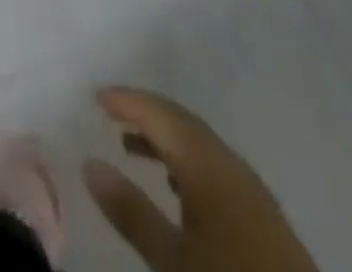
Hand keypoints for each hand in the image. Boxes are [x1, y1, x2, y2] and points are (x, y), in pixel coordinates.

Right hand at [83, 86, 319, 271]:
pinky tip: (174, 184)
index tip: (96, 96)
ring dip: (165, 137)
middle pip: (182, 122)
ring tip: (130, 145)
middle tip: (110, 111)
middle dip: (145, 112)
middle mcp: (230, 164)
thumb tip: (90, 164)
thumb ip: (131, 211)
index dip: (128, 101)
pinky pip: (214, 166)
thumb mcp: (173, 261)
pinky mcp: (262, 216)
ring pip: (199, 144)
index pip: (161, 114)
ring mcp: (251, 189)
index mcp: (207, 164)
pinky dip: (185, 161)